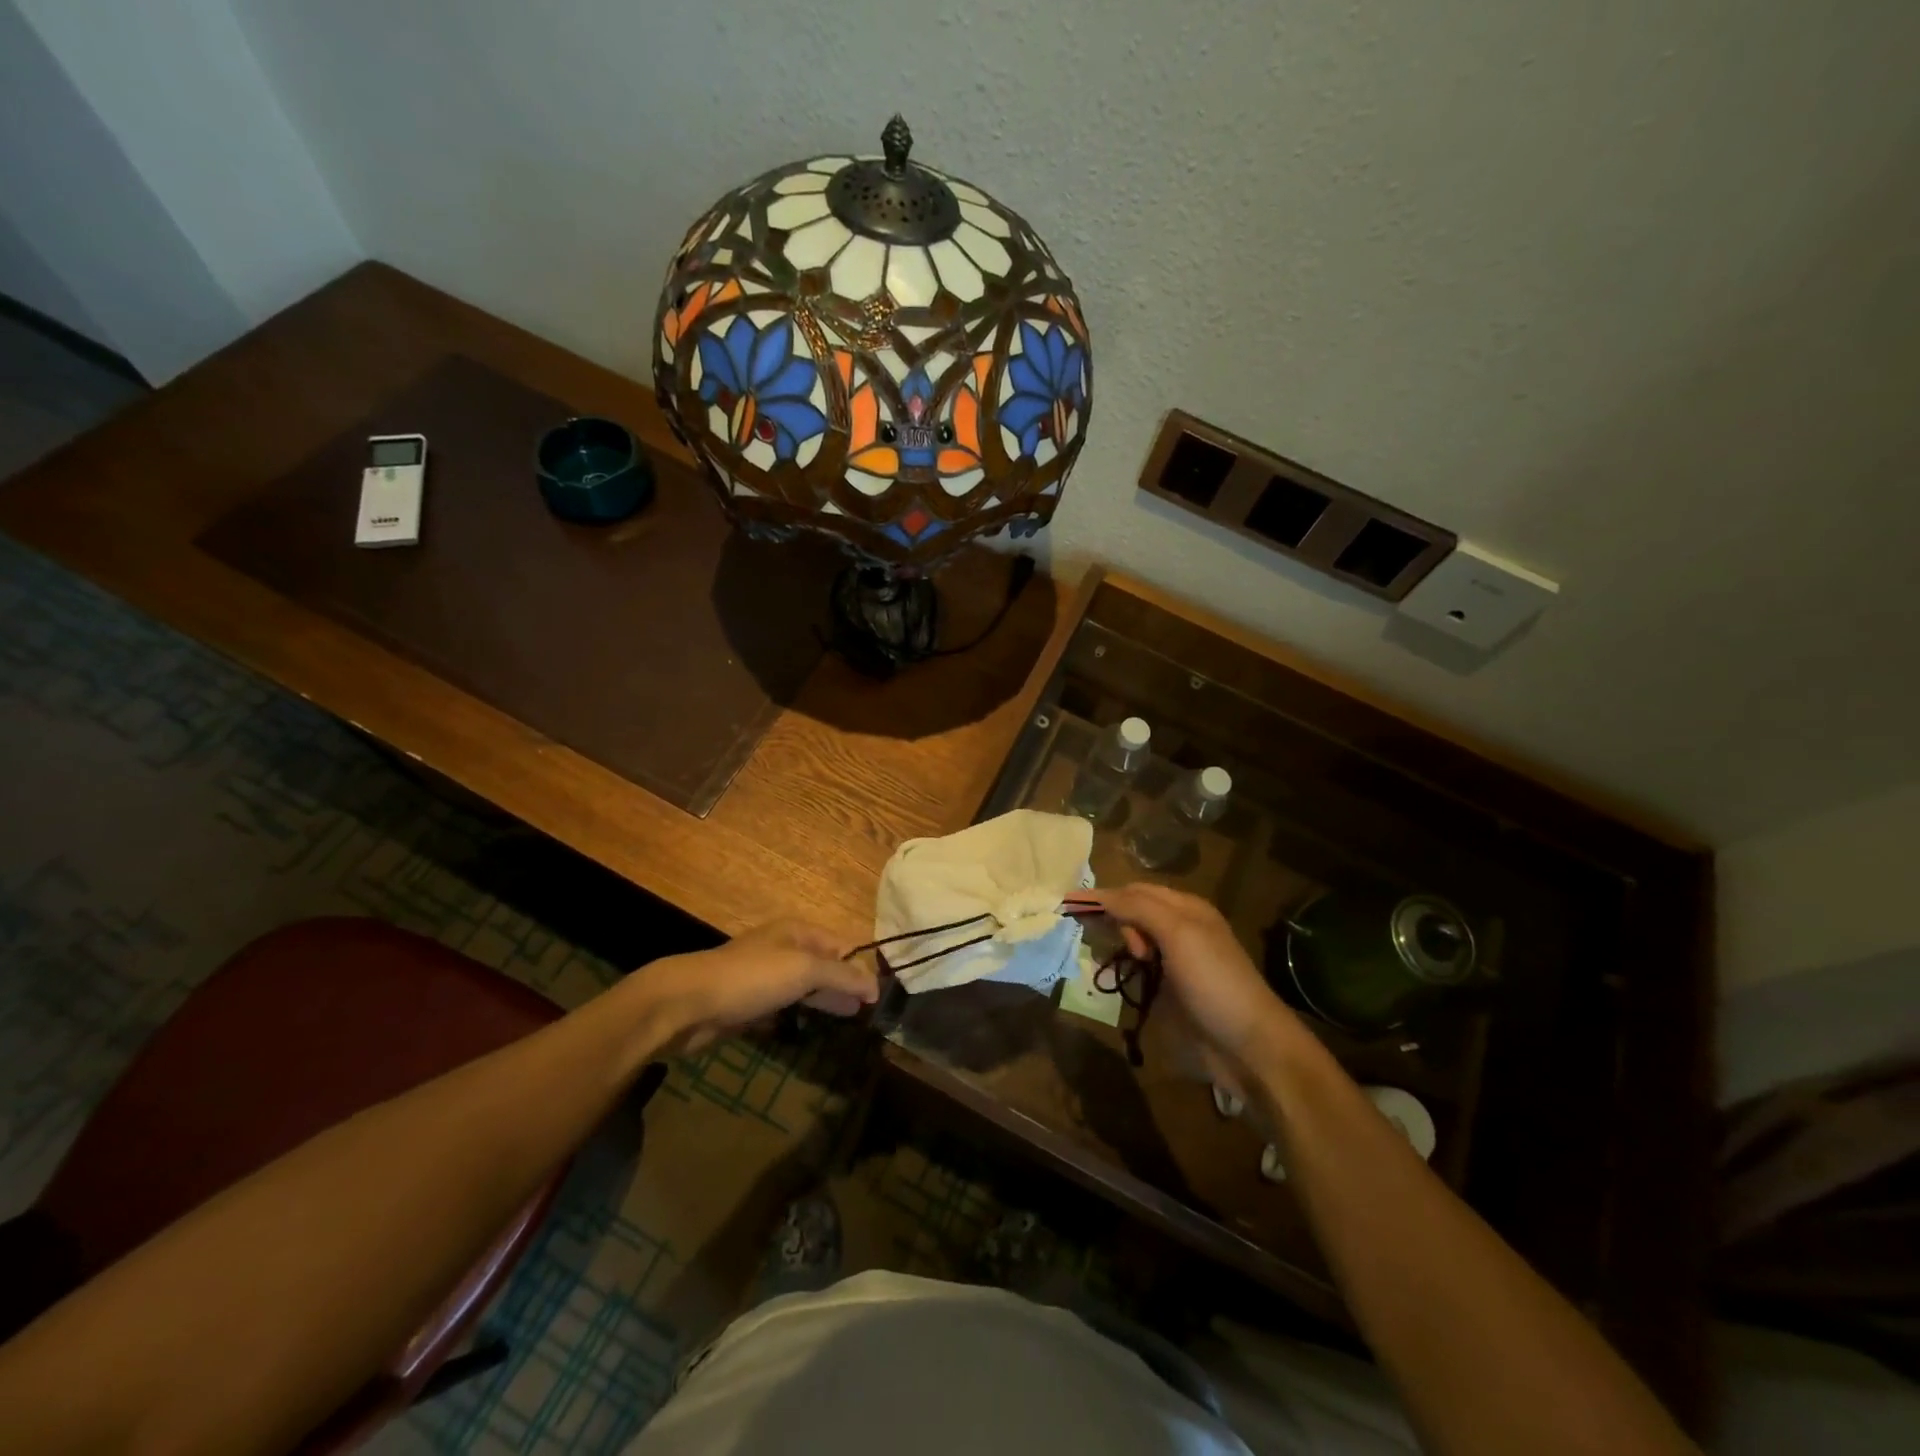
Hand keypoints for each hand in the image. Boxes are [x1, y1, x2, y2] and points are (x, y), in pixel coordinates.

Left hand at [632, 920, 878, 1053]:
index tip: (881, 993)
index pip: (841, 944)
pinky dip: (802, 1012)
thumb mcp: (804, 970)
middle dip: (846, 983)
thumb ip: (842, 976)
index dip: (861, 966)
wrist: (689, 1002)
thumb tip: (876, 986)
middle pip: (825, 964)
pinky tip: (815, 1026)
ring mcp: (766, 976)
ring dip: (827, 999)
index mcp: (798, 931)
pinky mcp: (751, 1002)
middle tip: (870, 1009)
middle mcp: (784, 948)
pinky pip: (786, 1004)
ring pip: (806, 985)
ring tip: (850, 1018)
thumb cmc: (752, 977)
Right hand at [1079, 883, 1300, 1073]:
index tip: (1069, 906)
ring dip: (1114, 946)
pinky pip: (1135, 974)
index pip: (1136, 891)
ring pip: (1132, 944)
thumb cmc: (1214, 981)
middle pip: (1132, 914)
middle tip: (1106, 942)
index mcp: (1185, 909)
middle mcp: (1178, 930)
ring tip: (1102, 960)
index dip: (1107, 896)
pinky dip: (1120, 973)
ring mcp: (1173, 964)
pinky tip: (1110, 979)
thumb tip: (1099, 895)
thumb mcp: (1179, 934)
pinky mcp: (1167, 995)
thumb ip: (1139, 909)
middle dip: (1112, 921)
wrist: (1248, 1047)